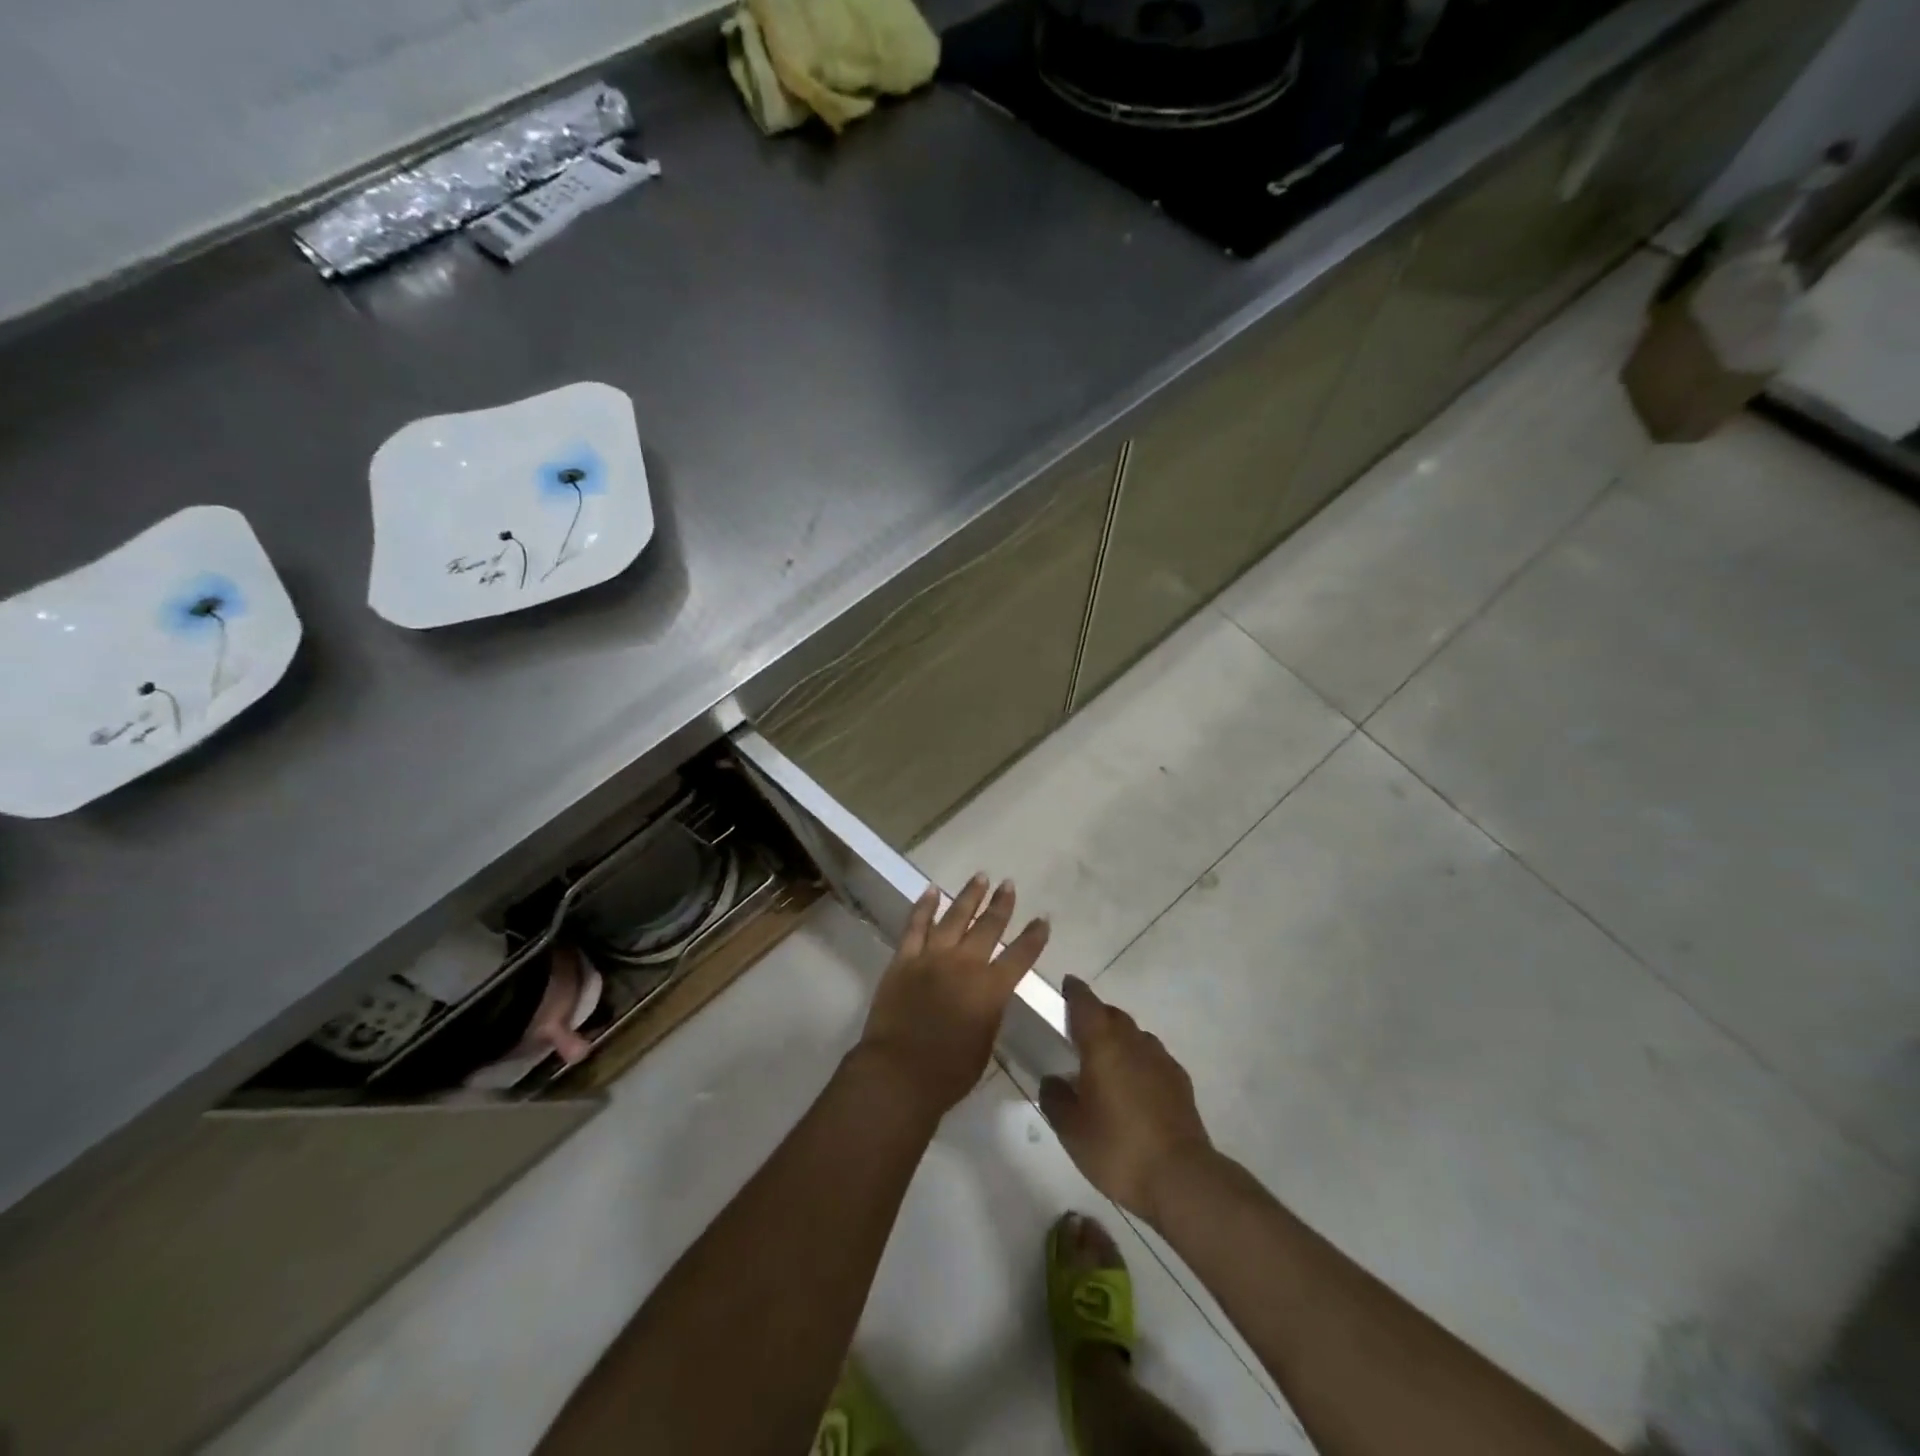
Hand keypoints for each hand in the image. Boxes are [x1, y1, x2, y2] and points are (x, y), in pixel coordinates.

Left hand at [856, 874, 1049, 1117]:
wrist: (899, 1072)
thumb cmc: (949, 1072)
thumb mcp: (985, 1044)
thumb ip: (990, 1011)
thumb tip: (989, 993)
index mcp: (991, 989)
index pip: (1020, 955)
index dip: (1034, 937)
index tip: (1043, 919)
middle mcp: (965, 964)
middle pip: (988, 927)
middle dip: (1001, 904)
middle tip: (1008, 884)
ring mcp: (932, 957)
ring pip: (954, 917)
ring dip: (969, 896)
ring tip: (980, 877)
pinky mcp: (904, 959)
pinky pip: (916, 925)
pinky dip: (924, 906)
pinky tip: (932, 891)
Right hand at [1039, 975, 1214, 1225]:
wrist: (1180, 1177)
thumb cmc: (1117, 1148)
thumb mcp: (1071, 1130)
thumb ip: (1055, 1099)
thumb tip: (1053, 1081)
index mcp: (1102, 1044)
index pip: (1085, 1003)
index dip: (1074, 992)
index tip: (1067, 985)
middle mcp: (1133, 1041)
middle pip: (1112, 1014)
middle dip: (1096, 1015)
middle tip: (1080, 1032)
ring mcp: (1161, 1059)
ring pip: (1135, 1035)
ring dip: (1119, 1038)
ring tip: (1107, 1061)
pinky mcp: (1180, 1081)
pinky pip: (1153, 1058)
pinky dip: (1140, 1061)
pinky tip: (1135, 1085)